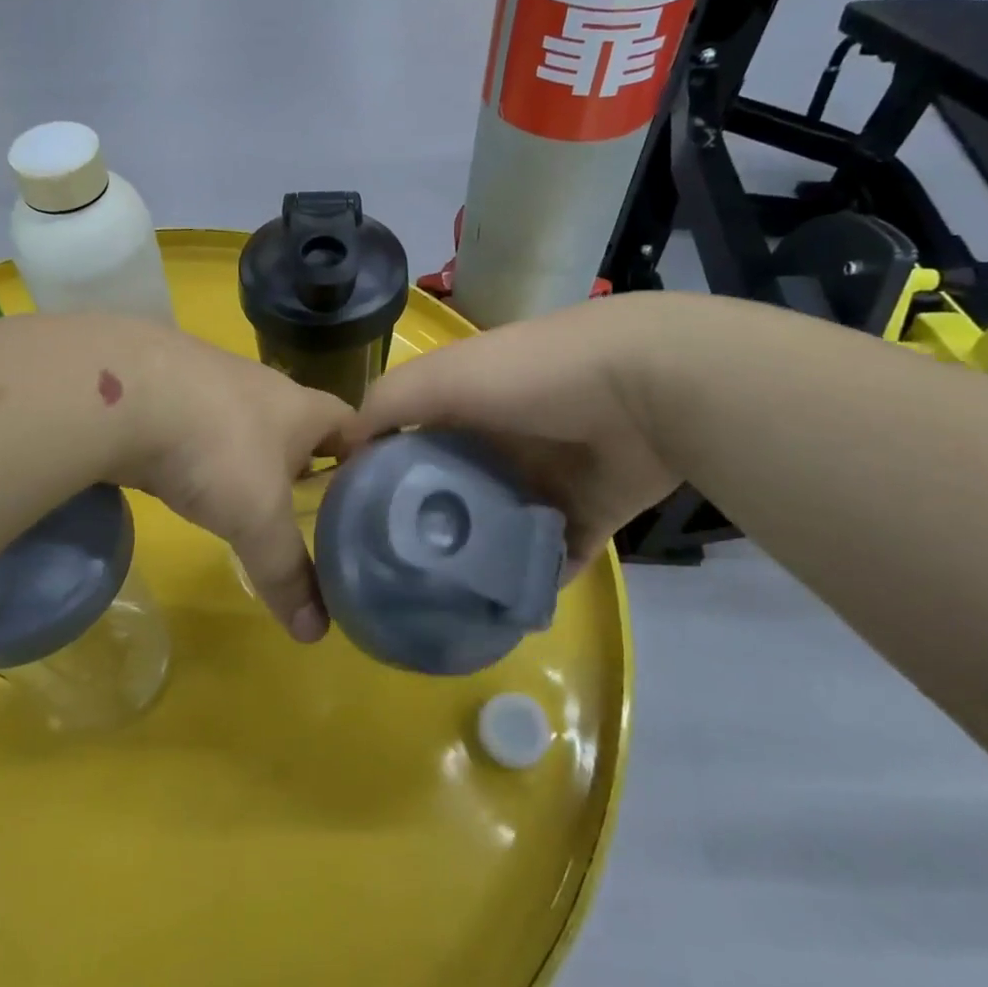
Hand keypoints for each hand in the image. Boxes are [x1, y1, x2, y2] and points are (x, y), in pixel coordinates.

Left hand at [114, 327, 350, 641]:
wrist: (122, 394)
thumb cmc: (216, 449)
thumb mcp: (258, 519)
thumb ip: (287, 573)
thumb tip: (315, 633)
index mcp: (302, 407)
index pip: (353, 425)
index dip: (366, 456)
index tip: (369, 494)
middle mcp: (263, 387)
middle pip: (300, 424)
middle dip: (307, 461)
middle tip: (313, 508)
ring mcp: (212, 383)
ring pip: (247, 423)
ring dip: (252, 456)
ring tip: (252, 499)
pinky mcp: (166, 390)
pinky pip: (201, 425)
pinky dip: (205, 453)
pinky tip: (192, 477)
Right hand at [339, 296, 680, 573]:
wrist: (646, 388)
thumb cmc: (532, 376)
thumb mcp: (444, 377)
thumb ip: (389, 404)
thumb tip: (340, 445)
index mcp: (469, 406)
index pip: (414, 441)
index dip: (385, 474)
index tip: (356, 519)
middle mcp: (504, 442)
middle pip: (456, 490)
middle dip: (430, 527)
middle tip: (395, 573)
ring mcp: (548, 480)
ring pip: (500, 527)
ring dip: (477, 559)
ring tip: (439, 602)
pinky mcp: (587, 514)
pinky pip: (551, 555)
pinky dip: (531, 580)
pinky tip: (499, 610)